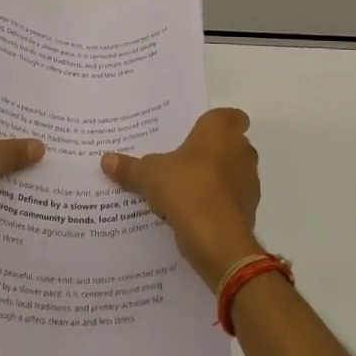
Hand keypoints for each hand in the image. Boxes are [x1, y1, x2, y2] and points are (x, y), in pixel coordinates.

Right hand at [102, 108, 261, 289]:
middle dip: (212, 151)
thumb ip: (130, 167)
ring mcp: (249, 181)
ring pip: (232, 172)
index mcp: (220, 131)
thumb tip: (106, 160)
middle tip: (183, 159)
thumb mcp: (149, 175)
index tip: (199, 132)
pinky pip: (231, 199)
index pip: (231, 115)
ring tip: (185, 188)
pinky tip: (194, 213)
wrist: (218, 239)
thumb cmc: (186, 189)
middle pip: (231, 144)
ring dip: (215, 178)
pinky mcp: (249, 209)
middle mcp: (241, 150)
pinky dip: (218, 203)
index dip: (218, 122)